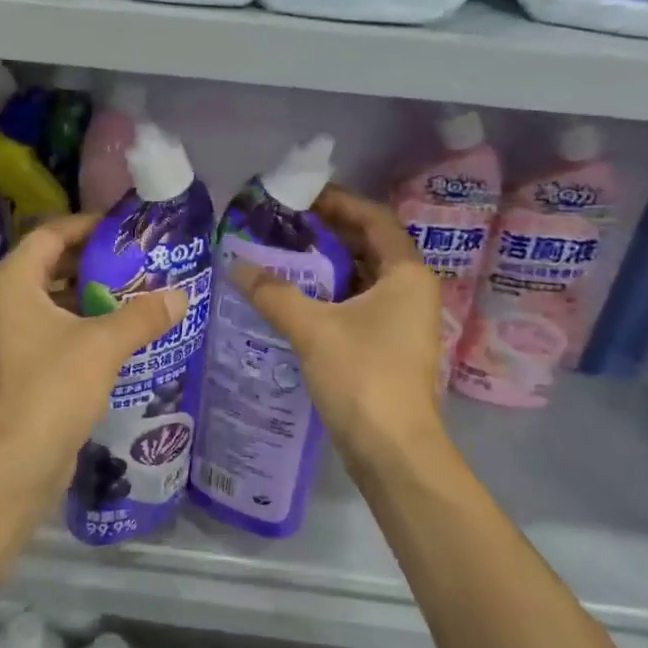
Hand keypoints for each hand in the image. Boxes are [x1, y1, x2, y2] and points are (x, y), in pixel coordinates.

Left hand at [0, 215, 187, 483]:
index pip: (49, 235)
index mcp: (12, 283)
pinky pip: (55, 330)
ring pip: (53, 301)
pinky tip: (120, 332)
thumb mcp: (104, 344)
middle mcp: (4, 304)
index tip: (123, 227)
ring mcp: (9, 337)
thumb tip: (181, 297)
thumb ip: (143, 316)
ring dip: (91, 295)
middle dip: (92, 262)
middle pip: (50, 266)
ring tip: (136, 292)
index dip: (86, 226)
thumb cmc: (53, 386)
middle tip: (136, 259)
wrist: (17, 461)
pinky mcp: (21, 367)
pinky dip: (83, 324)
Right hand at [232, 185, 448, 471]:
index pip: (374, 219)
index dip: (339, 202)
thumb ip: (274, 293)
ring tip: (281, 256)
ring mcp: (402, 320)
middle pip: (369, 246)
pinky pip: (357, 304)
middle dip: (327, 233)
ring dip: (326, 266)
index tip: (299, 197)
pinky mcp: (388, 345)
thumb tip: (236, 265)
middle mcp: (411, 291)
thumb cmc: (363, 377)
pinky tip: (294, 298)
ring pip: (362, 277)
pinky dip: (329, 295)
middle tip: (282, 226)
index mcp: (406, 274)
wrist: (393, 451)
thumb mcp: (313, 328)